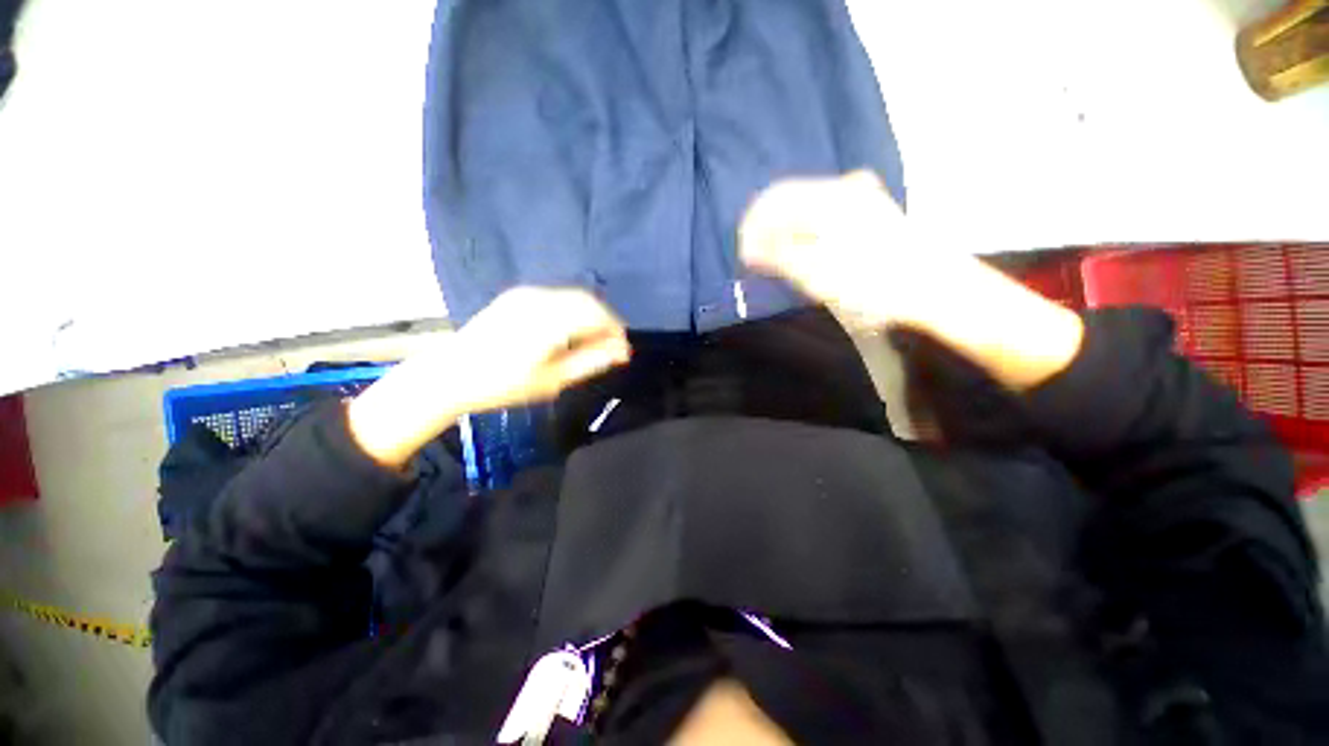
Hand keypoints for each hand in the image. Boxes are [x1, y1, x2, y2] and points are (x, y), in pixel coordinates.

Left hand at [348, 287, 628, 468]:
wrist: (450, 374)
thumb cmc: (503, 384)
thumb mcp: (552, 380)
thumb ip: (590, 362)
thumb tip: (621, 352)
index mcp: (549, 320)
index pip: (597, 315)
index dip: (616, 331)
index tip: (624, 351)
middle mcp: (540, 298)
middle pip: (588, 301)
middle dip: (606, 321)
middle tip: (612, 347)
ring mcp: (527, 293)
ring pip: (573, 297)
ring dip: (590, 315)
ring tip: (594, 341)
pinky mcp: (517, 295)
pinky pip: (557, 297)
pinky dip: (573, 310)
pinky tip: (571, 330)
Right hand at [739, 171, 948, 329]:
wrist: (934, 287)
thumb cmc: (870, 282)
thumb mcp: (815, 272)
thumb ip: (777, 255)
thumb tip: (749, 248)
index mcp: (828, 197)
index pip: (773, 199)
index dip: (752, 226)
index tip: (744, 254)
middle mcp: (843, 188)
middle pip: (790, 202)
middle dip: (769, 231)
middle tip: (761, 263)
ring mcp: (860, 198)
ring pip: (807, 210)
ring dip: (788, 234)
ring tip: (782, 264)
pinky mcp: (870, 213)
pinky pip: (825, 216)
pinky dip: (808, 234)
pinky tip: (808, 255)